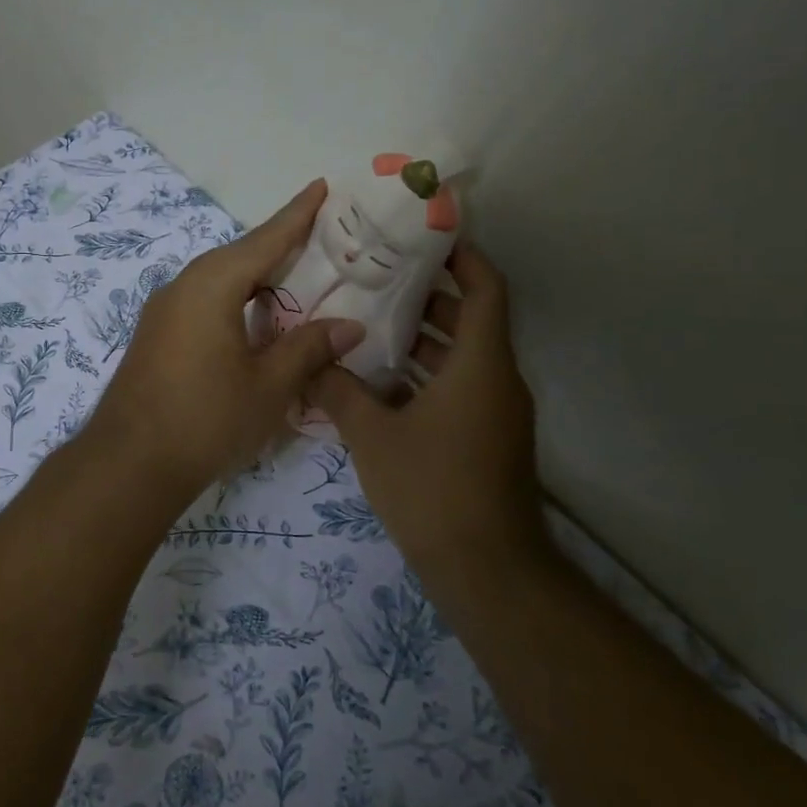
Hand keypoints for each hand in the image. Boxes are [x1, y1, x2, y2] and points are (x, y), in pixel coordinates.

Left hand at [86, 180, 365, 500]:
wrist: (128, 463)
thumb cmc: (206, 419)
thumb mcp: (269, 385)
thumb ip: (310, 348)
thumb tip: (350, 325)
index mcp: (212, 285)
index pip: (265, 239)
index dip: (297, 214)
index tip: (321, 186)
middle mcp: (183, 286)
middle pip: (240, 257)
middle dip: (280, 247)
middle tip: (322, 240)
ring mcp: (163, 312)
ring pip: (219, 281)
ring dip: (256, 279)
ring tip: (295, 282)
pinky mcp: (156, 336)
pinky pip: (203, 303)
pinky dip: (234, 302)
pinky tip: (254, 322)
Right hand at [306, 244, 546, 597]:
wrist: (485, 568)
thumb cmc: (432, 488)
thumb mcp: (373, 436)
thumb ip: (339, 392)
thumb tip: (310, 362)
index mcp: (480, 364)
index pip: (485, 289)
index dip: (463, 257)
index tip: (425, 238)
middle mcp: (496, 380)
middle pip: (471, 321)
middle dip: (427, 297)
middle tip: (376, 279)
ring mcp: (495, 413)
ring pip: (462, 358)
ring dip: (422, 340)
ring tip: (368, 324)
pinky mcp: (486, 439)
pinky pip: (458, 389)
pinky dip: (425, 377)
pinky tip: (378, 383)